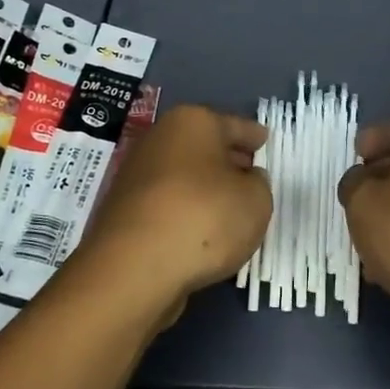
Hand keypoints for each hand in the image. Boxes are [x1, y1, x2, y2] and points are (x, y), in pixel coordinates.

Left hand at [74, 104, 270, 315]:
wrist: (133, 267)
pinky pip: (168, 203)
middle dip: (228, 160)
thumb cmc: (204, 217)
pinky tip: (201, 231)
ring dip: (204, 188)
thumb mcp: (256, 200)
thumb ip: (258, 185)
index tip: (265, 139)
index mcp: (193, 122)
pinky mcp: (124, 210)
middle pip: (204, 147)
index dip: (253, 135)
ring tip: (230, 208)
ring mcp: (136, 175)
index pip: (234, 126)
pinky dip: (185, 211)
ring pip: (184, 176)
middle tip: (251, 174)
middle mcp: (160, 139)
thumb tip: (244, 180)